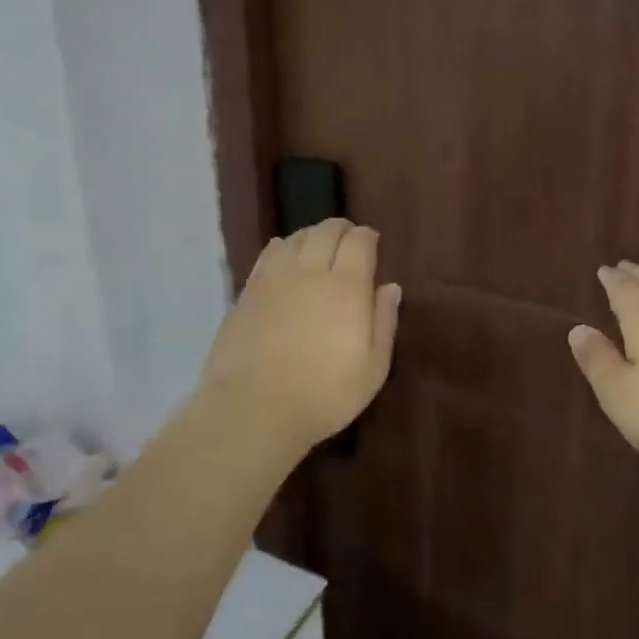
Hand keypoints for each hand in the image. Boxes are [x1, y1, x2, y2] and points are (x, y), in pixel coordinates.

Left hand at [199, 219, 402, 453]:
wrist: (254, 409)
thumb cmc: (324, 394)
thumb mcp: (373, 368)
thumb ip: (384, 322)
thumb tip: (390, 287)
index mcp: (347, 286)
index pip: (360, 241)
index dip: (368, 237)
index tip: (373, 245)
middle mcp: (311, 271)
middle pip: (326, 230)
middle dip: (341, 229)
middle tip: (348, 242)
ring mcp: (274, 278)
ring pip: (296, 237)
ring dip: (312, 236)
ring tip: (317, 249)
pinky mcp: (248, 291)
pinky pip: (269, 254)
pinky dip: (283, 248)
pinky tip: (285, 259)